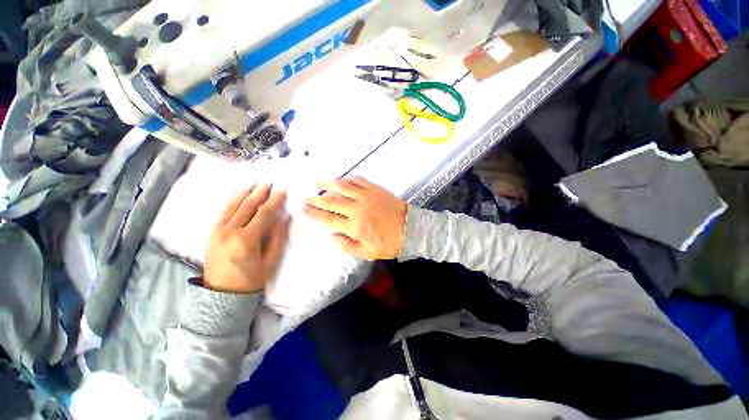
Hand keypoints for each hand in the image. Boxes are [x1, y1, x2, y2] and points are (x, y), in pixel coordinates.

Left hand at [204, 184, 290, 293]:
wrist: (221, 294)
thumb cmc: (250, 280)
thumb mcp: (270, 261)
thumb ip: (277, 237)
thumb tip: (285, 217)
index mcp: (246, 239)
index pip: (263, 213)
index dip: (274, 200)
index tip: (282, 190)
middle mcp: (230, 231)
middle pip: (247, 206)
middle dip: (260, 192)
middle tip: (269, 182)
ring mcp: (218, 231)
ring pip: (233, 205)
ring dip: (245, 193)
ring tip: (255, 183)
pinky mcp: (212, 232)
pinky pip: (223, 211)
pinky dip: (232, 200)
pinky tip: (238, 194)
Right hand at [303, 176, 406, 259]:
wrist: (410, 228)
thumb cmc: (390, 243)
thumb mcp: (369, 252)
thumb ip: (348, 246)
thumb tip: (331, 237)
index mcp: (355, 227)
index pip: (329, 219)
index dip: (315, 213)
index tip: (304, 208)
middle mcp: (357, 209)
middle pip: (332, 202)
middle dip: (316, 199)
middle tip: (305, 196)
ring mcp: (366, 197)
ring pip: (343, 188)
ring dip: (328, 185)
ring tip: (316, 182)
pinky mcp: (375, 189)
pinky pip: (358, 181)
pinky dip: (348, 179)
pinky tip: (341, 179)